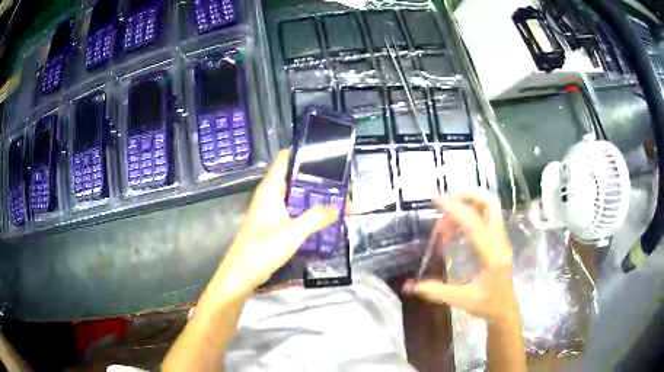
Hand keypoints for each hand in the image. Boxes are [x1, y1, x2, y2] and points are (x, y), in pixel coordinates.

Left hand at [210, 150, 337, 298]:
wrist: (242, 275)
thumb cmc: (262, 250)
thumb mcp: (292, 233)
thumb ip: (316, 218)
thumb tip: (338, 207)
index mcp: (270, 190)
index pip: (285, 159)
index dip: (304, 152)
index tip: (327, 153)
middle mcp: (271, 195)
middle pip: (296, 177)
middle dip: (318, 178)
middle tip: (343, 181)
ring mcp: (273, 210)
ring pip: (297, 196)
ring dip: (316, 197)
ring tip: (341, 198)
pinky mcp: (275, 224)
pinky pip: (296, 211)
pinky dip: (310, 212)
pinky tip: (326, 217)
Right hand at [403, 192, 517, 321]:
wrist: (506, 310)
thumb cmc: (487, 305)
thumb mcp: (462, 300)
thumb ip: (435, 291)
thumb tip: (408, 286)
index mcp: (492, 256)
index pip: (474, 223)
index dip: (455, 209)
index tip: (436, 202)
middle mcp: (499, 242)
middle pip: (490, 204)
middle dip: (468, 195)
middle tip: (445, 200)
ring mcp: (501, 240)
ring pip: (490, 208)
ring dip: (468, 205)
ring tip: (445, 222)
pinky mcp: (498, 241)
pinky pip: (486, 218)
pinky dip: (470, 216)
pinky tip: (455, 231)